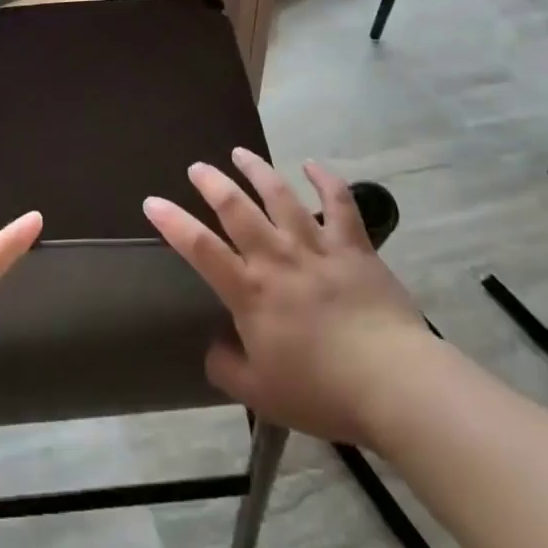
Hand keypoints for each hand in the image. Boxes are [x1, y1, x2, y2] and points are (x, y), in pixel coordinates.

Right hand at [144, 148, 429, 447]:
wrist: (395, 384)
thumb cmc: (322, 391)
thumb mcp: (260, 394)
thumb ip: (227, 368)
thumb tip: (213, 348)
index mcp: (250, 292)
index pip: (199, 248)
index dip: (172, 222)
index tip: (152, 201)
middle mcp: (276, 258)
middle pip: (236, 208)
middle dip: (212, 183)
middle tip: (198, 168)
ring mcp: (316, 247)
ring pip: (281, 195)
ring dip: (257, 170)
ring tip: (241, 153)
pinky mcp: (354, 247)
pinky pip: (339, 203)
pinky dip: (325, 179)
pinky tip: (313, 164)